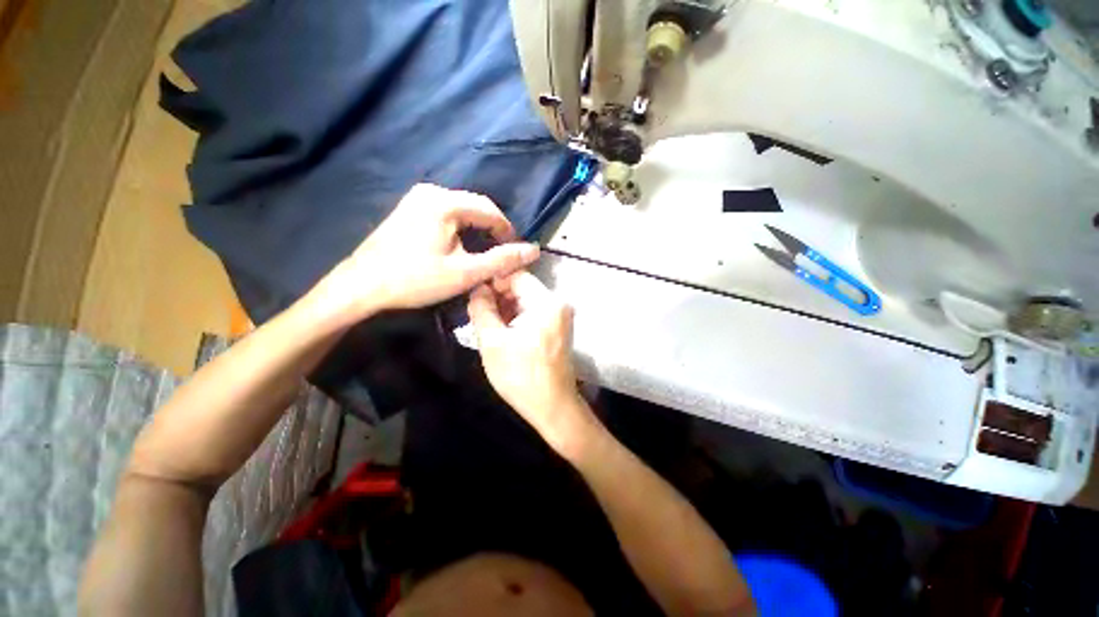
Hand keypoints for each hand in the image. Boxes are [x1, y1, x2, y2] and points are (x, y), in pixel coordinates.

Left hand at [325, 184, 539, 317]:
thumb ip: (501, 260)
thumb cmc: (416, 280)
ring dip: (477, 229)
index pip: (491, 210)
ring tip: (485, 252)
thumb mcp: (465, 273)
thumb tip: (533, 250)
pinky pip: (446, 213)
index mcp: (445, 202)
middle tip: (501, 255)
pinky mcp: (409, 208)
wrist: (362, 286)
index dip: (507, 231)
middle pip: (476, 207)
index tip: (515, 252)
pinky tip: (461, 246)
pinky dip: (461, 228)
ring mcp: (417, 198)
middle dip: (492, 230)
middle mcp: (431, 191)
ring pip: (462, 210)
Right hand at [468, 271, 594, 451]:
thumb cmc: (521, 376)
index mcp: (546, 302)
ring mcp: (561, 315)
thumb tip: (477, 288)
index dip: (493, 282)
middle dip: (499, 296)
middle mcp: (558, 303)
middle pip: (523, 287)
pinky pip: (535, 312)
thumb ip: (482, 309)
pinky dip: (518, 317)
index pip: (516, 275)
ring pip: (527, 300)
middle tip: (478, 313)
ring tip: (488, 324)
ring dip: (507, 308)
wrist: (552, 406)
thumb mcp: (493, 341)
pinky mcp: (559, 327)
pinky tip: (504, 331)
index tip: (475, 296)